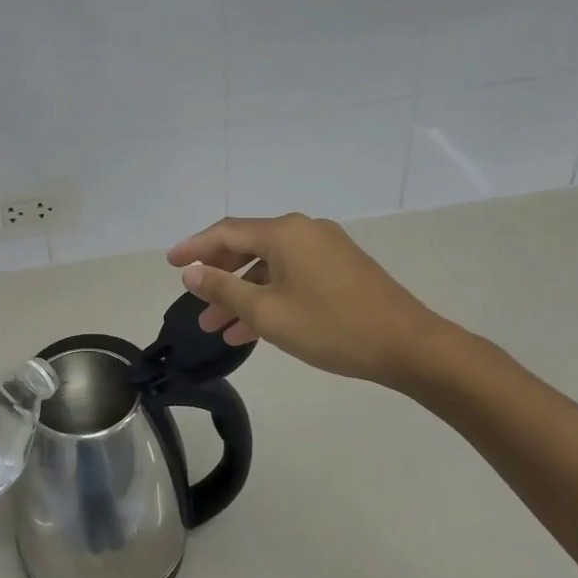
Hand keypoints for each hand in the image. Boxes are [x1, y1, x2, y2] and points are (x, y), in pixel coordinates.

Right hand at [167, 214, 462, 388]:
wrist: (408, 346)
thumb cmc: (331, 327)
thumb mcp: (267, 312)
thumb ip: (223, 289)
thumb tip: (190, 273)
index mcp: (285, 232)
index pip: (226, 232)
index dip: (194, 247)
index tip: (169, 263)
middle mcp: (304, 231)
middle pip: (248, 246)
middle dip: (218, 276)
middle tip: (193, 300)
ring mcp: (326, 249)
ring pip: (270, 266)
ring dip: (243, 293)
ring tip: (217, 327)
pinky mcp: (341, 269)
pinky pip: (292, 276)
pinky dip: (269, 296)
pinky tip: (253, 329)